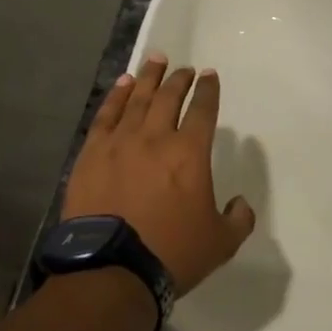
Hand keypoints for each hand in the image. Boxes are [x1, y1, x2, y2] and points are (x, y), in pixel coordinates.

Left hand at [62, 53, 255, 295]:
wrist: (111, 269)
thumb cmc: (171, 253)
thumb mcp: (221, 243)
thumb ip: (238, 219)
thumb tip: (240, 203)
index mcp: (190, 153)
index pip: (203, 110)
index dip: (208, 90)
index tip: (210, 76)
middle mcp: (156, 137)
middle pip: (169, 97)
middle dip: (180, 80)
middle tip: (185, 70)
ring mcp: (120, 143)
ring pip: (137, 99)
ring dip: (149, 77)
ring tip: (156, 60)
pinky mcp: (91, 154)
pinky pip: (106, 115)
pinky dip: (116, 96)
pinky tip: (122, 84)